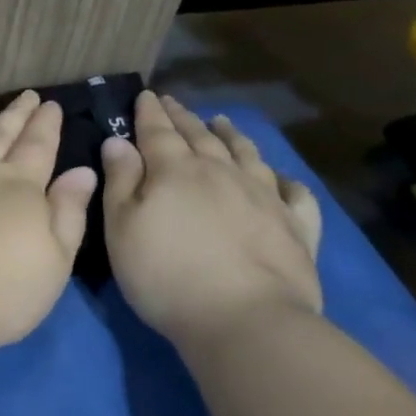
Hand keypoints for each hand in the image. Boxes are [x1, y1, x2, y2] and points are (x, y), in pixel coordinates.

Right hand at [101, 92, 322, 350]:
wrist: (246, 321)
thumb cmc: (167, 276)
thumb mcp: (122, 229)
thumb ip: (119, 181)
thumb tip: (118, 140)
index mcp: (175, 171)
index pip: (158, 131)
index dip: (149, 112)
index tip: (146, 94)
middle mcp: (221, 172)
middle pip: (200, 136)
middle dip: (183, 117)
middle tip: (173, 102)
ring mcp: (264, 197)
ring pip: (246, 154)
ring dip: (231, 135)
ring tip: (222, 121)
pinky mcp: (296, 227)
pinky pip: (294, 194)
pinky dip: (286, 180)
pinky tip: (282, 178)